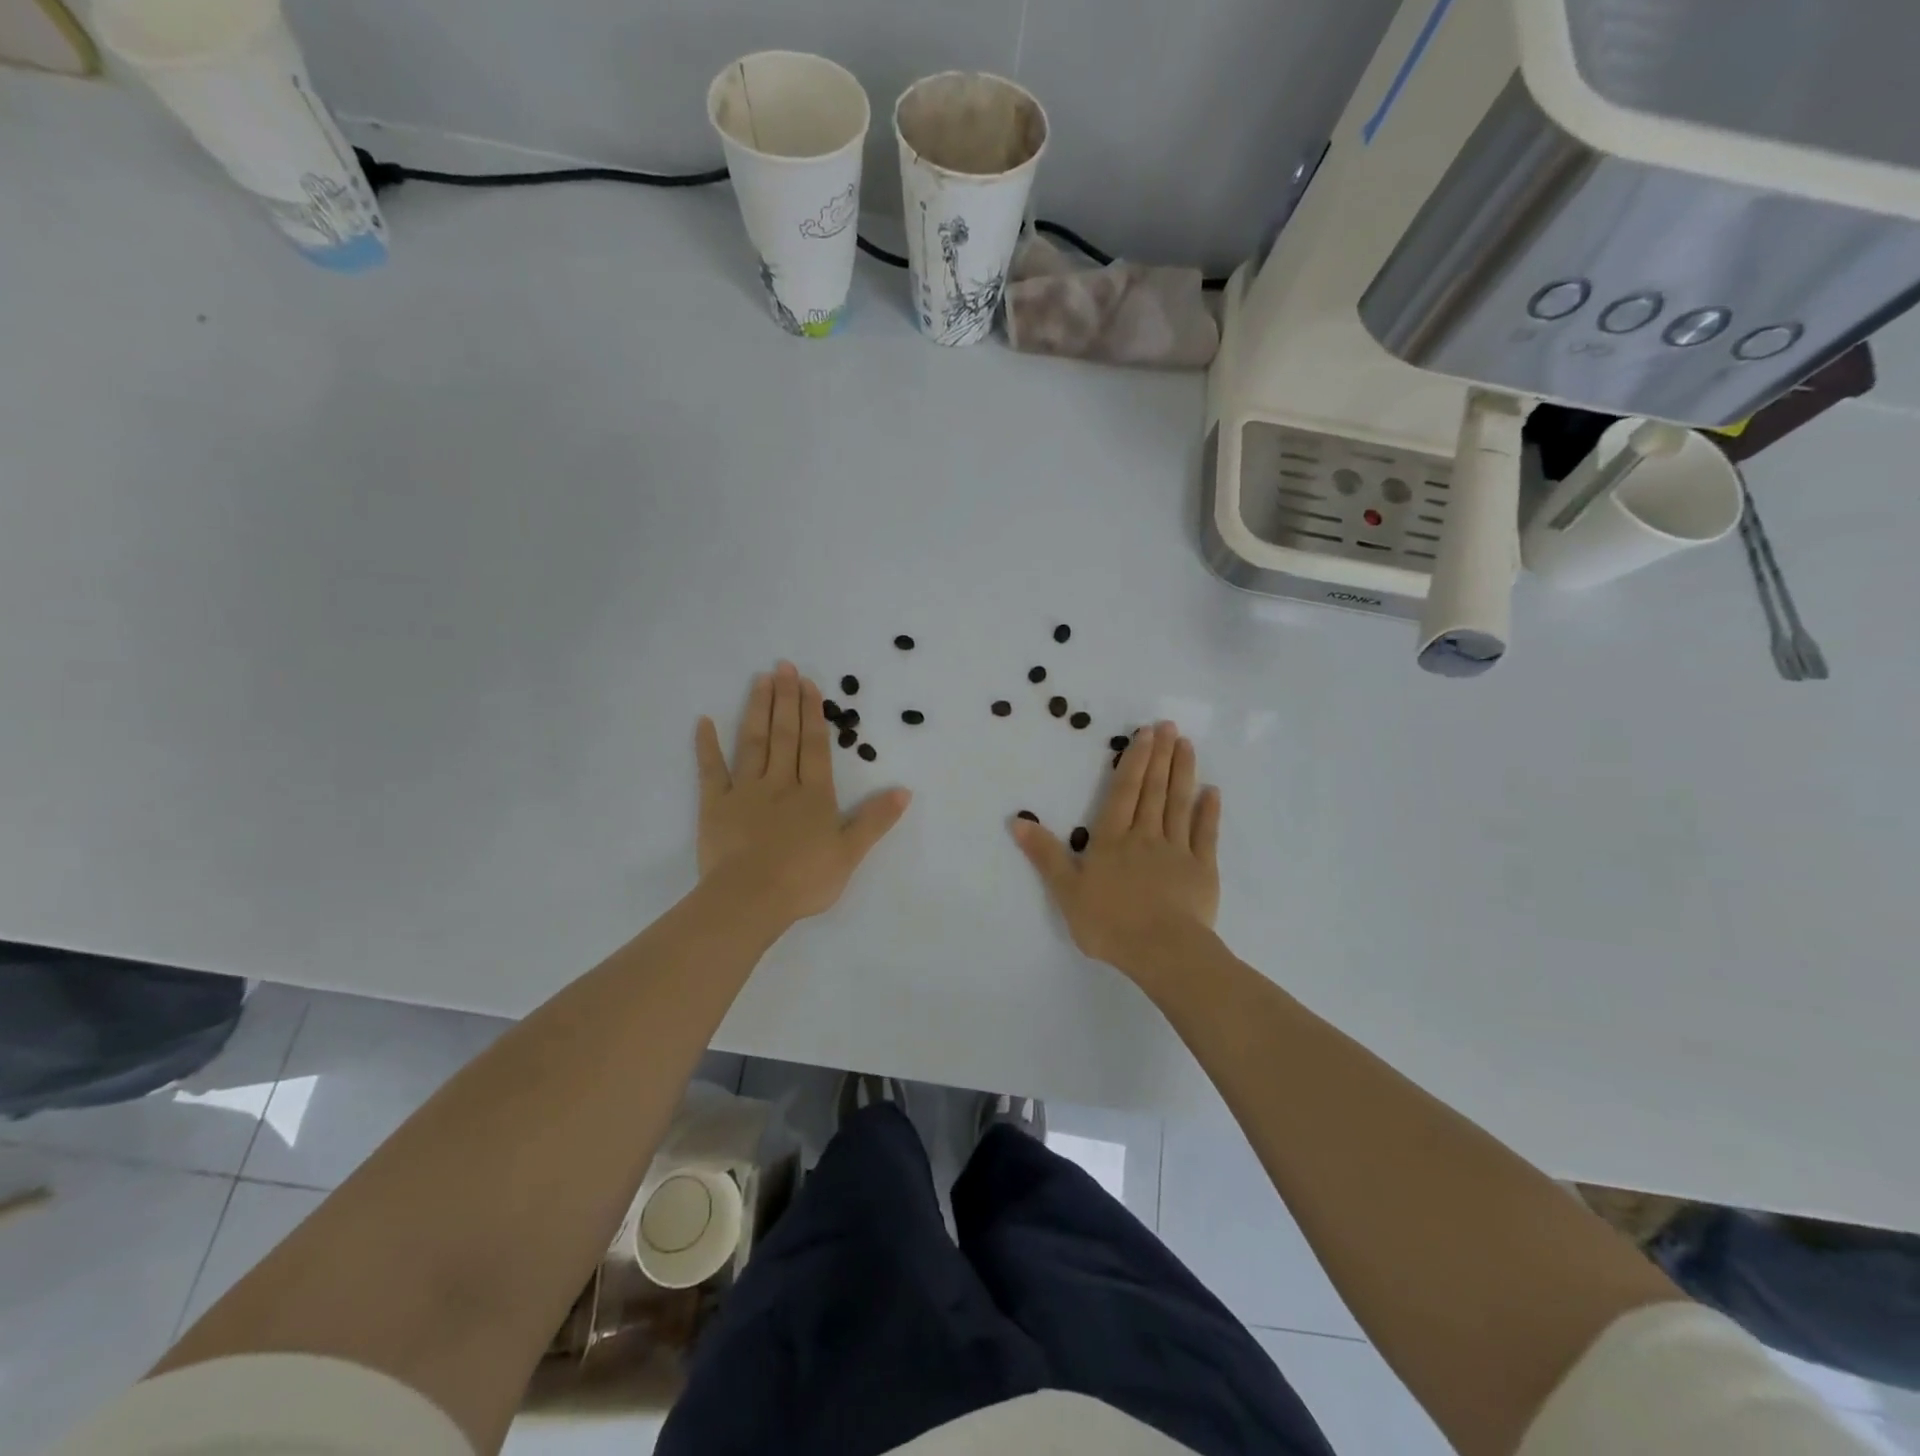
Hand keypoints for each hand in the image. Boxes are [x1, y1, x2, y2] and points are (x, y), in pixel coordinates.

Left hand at [695, 662, 910, 926]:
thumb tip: (904, 790)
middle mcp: (781, 783)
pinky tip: (703, 721)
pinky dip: (707, 746)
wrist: (750, 900)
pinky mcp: (716, 805)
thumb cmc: (804, 879)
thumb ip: (875, 820)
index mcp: (813, 795)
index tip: (808, 683)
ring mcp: (745, 791)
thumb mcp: (850, 853)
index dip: (813, 713)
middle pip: (785, 735)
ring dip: (757, 709)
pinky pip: (711, 770)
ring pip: (753, 742)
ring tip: (760, 680)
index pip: (815, 746)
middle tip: (783, 666)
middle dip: (786, 699)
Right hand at [1011, 721, 1220, 982]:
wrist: (1162, 951)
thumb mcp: (1066, 890)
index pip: (1123, 792)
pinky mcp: (1202, 870)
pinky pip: (1205, 834)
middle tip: (1168, 726)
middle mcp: (1145, 836)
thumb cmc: (1109, 922)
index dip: (1133, 761)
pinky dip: (1209, 812)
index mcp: (1112, 840)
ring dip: (1183, 773)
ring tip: (1186, 745)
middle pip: (1153, 790)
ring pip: (1179, 804)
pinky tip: (1212, 792)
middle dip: (1159, 756)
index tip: (1145, 734)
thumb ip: (1044, 854)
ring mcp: (1177, 851)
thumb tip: (1017, 820)